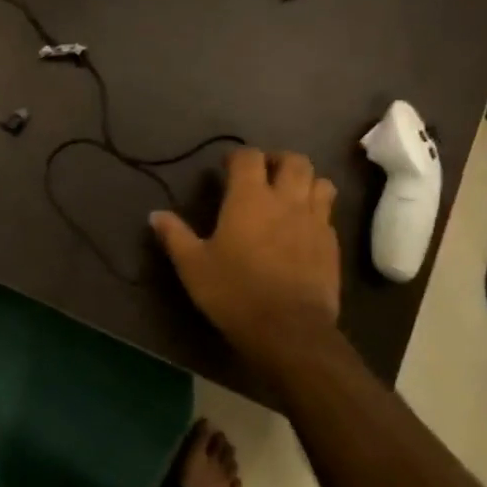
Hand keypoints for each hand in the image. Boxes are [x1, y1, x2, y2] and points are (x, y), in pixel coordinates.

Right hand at [150, 147, 340, 374]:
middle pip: (294, 160)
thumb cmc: (235, 292)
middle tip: (264, 174)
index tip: (227, 167)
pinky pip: (328, 213)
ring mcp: (315, 220)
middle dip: (278, 160)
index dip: (238, 156)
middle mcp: (286, 200)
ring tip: (290, 195)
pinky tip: (303, 228)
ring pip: (321, 182)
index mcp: (250, 198)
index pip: (249, 157)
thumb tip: (155, 215)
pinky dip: (317, 210)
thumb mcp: (193, 266)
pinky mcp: (332, 244)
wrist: (289, 330)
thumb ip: (175, 236)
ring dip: (305, 181)